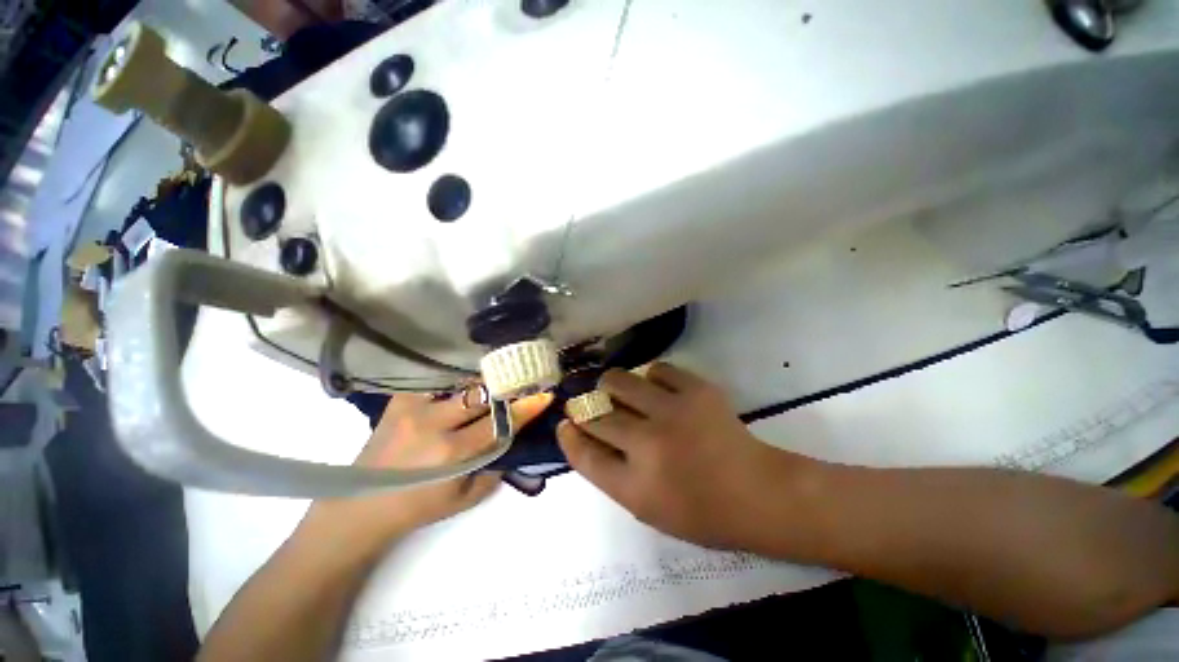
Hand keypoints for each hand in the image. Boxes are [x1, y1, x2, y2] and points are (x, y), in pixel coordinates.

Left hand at [305, 391, 552, 548]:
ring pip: (462, 384)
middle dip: (507, 386)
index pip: (499, 422)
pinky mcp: (400, 400)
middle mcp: (433, 425)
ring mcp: (413, 407)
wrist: (362, 505)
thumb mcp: (467, 497)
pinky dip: (457, 383)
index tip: (544, 394)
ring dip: (484, 384)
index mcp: (451, 454)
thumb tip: (515, 436)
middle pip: (482, 394)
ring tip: (497, 381)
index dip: (524, 407)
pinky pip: (439, 382)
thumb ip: (497, 466)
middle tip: (523, 382)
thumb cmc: (419, 507)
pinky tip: (464, 385)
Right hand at [557, 363, 816, 551]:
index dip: (569, 435)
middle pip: (596, 413)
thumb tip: (583, 434)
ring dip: (612, 385)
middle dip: (585, 407)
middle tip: (591, 404)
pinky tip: (658, 389)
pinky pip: (657, 369)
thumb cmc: (700, 510)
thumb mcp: (646, 506)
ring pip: (619, 381)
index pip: (584, 454)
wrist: (757, 491)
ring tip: (619, 391)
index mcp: (636, 486)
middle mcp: (649, 444)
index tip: (564, 422)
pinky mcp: (697, 390)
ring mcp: (674, 412)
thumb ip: (610, 472)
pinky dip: (651, 377)